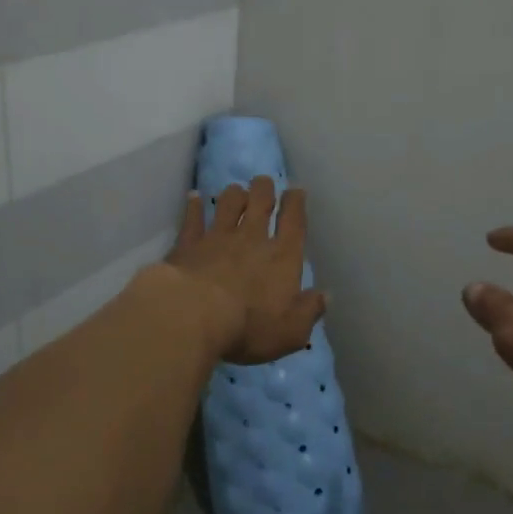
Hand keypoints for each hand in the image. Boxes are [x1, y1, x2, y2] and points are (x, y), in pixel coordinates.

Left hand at [165, 177, 326, 364]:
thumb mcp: (291, 332)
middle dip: (264, 189)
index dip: (296, 203)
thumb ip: (309, 311)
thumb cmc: (249, 327)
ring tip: (236, 189)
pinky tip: (193, 196)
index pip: (294, 222)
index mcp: (282, 257)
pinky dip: (193, 205)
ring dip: (234, 194)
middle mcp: (252, 238)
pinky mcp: (188, 244)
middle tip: (263, 182)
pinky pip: (192, 218)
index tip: (295, 190)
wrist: (192, 315)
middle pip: (260, 202)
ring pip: (228, 203)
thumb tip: (324, 296)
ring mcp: (217, 237)